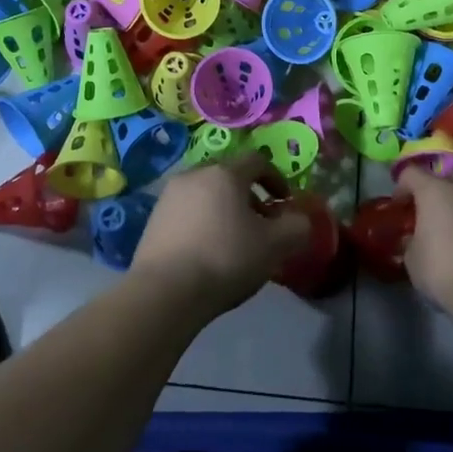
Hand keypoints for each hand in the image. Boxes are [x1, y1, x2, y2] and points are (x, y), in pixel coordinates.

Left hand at [132, 155, 313, 316]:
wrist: (165, 291)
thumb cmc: (225, 259)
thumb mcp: (274, 246)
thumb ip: (296, 227)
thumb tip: (299, 219)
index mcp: (224, 173)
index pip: (256, 161)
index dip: (276, 178)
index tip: (285, 203)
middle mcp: (194, 174)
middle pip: (229, 176)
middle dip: (249, 195)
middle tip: (261, 223)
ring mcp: (169, 196)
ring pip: (206, 193)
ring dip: (225, 209)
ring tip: (234, 240)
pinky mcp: (153, 219)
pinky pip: (187, 211)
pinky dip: (203, 222)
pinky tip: (207, 251)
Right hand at [397, 168, 452, 311]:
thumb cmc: (442, 268)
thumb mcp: (412, 257)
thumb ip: (410, 240)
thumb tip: (413, 238)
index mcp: (434, 189)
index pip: (410, 173)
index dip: (400, 188)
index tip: (399, 209)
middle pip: (440, 180)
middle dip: (430, 195)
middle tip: (423, 218)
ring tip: (447, 232)